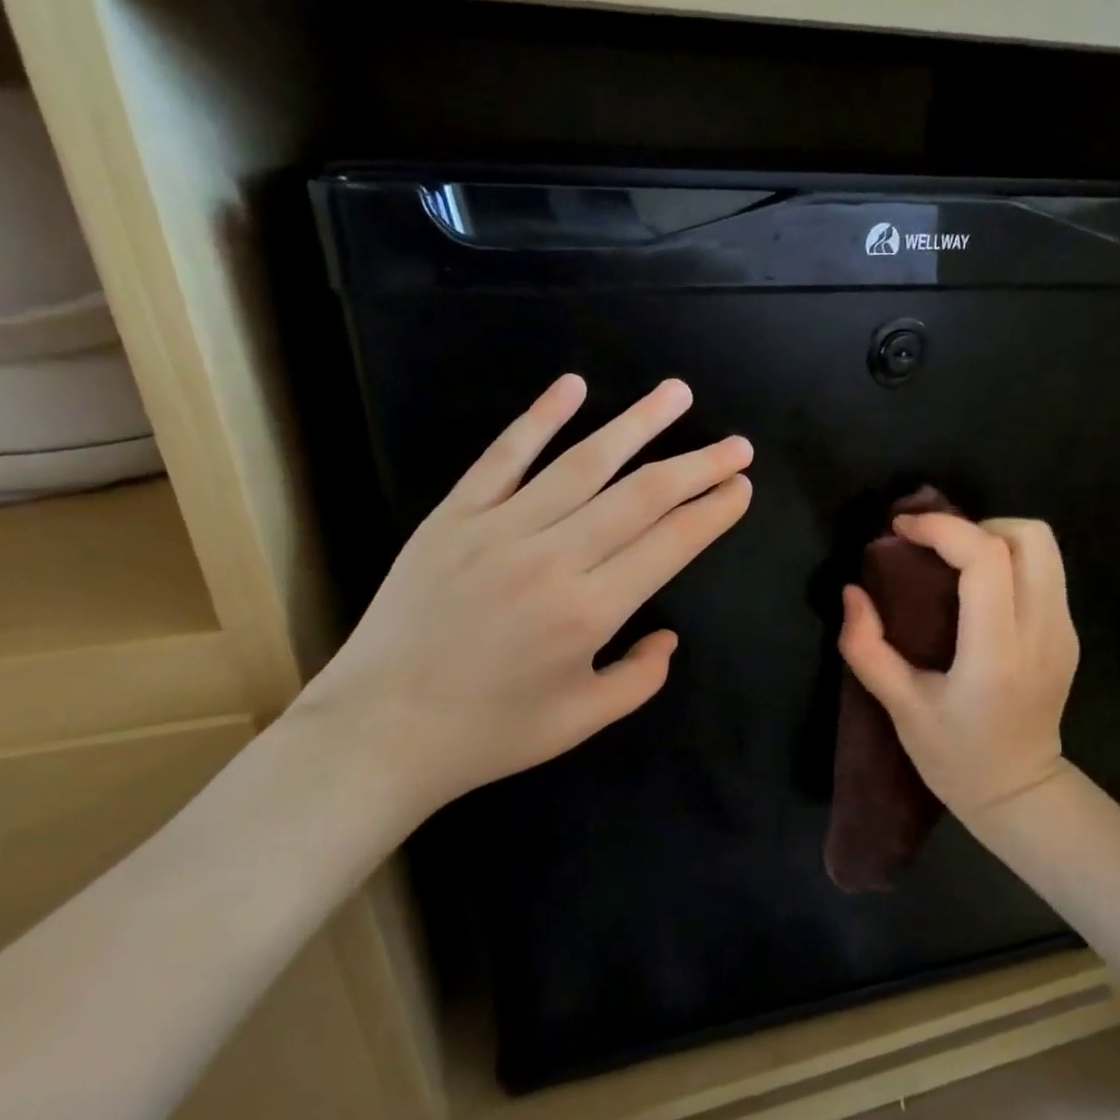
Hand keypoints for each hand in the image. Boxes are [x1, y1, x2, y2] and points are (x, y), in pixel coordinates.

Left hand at [292, 375, 752, 821]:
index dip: (714, 511)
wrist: (378, 731)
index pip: (672, 543)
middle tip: (737, 444)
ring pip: (584, 462)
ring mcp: (500, 529)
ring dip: (638, 423)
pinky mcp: (454, 516)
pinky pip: (504, 456)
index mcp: (590, 611)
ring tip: (677, 394)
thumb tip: (668, 636)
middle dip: (698, 465)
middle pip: (642, 494)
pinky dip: (540, 417)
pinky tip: (574, 386)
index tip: (742, 486)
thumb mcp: (582, 721)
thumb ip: (640, 678)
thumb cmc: (488, 734)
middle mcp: (554, 558)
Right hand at [838, 514, 1078, 821]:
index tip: (902, 530)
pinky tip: (978, 592)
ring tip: (956, 564)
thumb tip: (852, 592)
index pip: (985, 559)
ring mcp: (1063, 631)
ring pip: (1045, 548)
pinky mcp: (1068, 634)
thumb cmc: (954, 756)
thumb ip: (866, 648)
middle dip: (976, 526)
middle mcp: (1041, 632)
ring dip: (996, 539)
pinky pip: (1045, 572)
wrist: (1019, 792)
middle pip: (1030, 537)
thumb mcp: (900, 707)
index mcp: (996, 653)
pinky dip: (1009, 562)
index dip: (942, 529)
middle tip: (937, 549)